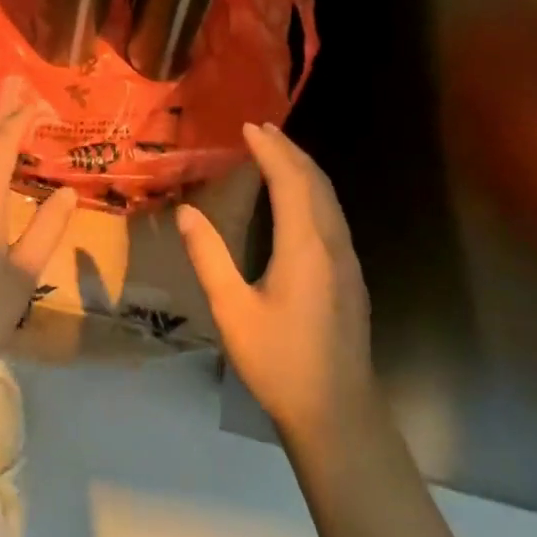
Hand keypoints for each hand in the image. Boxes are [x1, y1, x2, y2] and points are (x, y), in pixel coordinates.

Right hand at [177, 123, 377, 442]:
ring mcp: (347, 260)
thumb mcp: (232, 311)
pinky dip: (313, 192)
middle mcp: (332, 244)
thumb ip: (209, 258)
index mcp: (305, 247)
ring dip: (304, 169)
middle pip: (316, 182)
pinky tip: (298, 200)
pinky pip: (333, 216)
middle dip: (290, 151)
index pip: (291, 181)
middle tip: (261, 129)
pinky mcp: (349, 276)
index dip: (271, 150)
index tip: (248, 126)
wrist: (335, 410)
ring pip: (329, 198)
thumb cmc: (279, 361)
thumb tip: (187, 212)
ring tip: (277, 153)